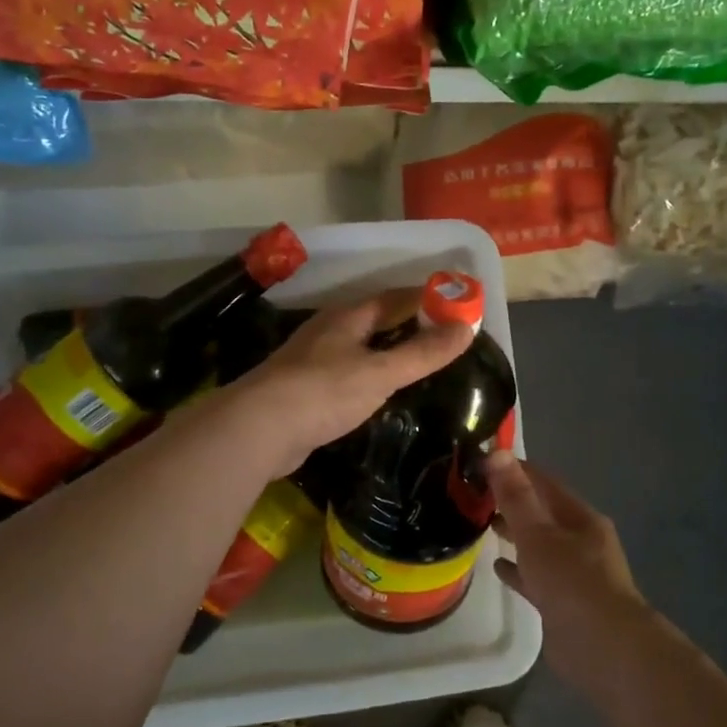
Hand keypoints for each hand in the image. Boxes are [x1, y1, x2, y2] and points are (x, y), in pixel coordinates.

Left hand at [229, 292, 473, 477]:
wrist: (259, 429)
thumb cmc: (324, 392)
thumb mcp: (381, 372)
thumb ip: (423, 353)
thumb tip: (467, 327)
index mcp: (348, 317)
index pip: (395, 297)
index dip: (427, 298)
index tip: (458, 305)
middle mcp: (329, 331)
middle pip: (376, 320)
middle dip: (409, 325)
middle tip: (444, 338)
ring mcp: (313, 360)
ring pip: (360, 348)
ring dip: (387, 351)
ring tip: (417, 364)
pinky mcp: (305, 389)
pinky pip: (347, 374)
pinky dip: (369, 377)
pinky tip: (379, 393)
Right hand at [487, 453, 656, 688]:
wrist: (604, 649)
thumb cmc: (572, 582)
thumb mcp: (538, 534)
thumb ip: (516, 496)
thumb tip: (497, 452)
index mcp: (580, 517)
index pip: (543, 481)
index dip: (513, 469)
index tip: (479, 463)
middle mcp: (581, 540)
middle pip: (541, 512)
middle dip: (511, 502)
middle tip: (472, 495)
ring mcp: (574, 572)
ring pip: (538, 544)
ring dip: (514, 534)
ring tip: (480, 525)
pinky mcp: (564, 602)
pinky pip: (536, 576)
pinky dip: (518, 568)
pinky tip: (497, 565)